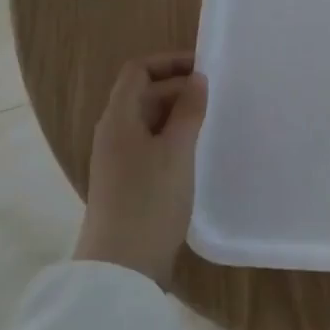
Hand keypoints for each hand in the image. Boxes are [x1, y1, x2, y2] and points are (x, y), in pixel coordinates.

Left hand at [74, 52, 207, 288]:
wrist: (122, 268)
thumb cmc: (150, 200)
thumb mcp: (177, 151)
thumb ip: (188, 111)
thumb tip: (197, 78)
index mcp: (119, 118)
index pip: (138, 71)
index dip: (169, 62)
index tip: (204, 68)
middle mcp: (113, 133)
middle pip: (143, 94)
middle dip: (178, 88)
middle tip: (216, 96)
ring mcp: (118, 159)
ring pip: (149, 121)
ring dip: (178, 114)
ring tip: (211, 121)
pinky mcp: (127, 181)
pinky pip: (150, 144)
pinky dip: (172, 138)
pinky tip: (196, 151)